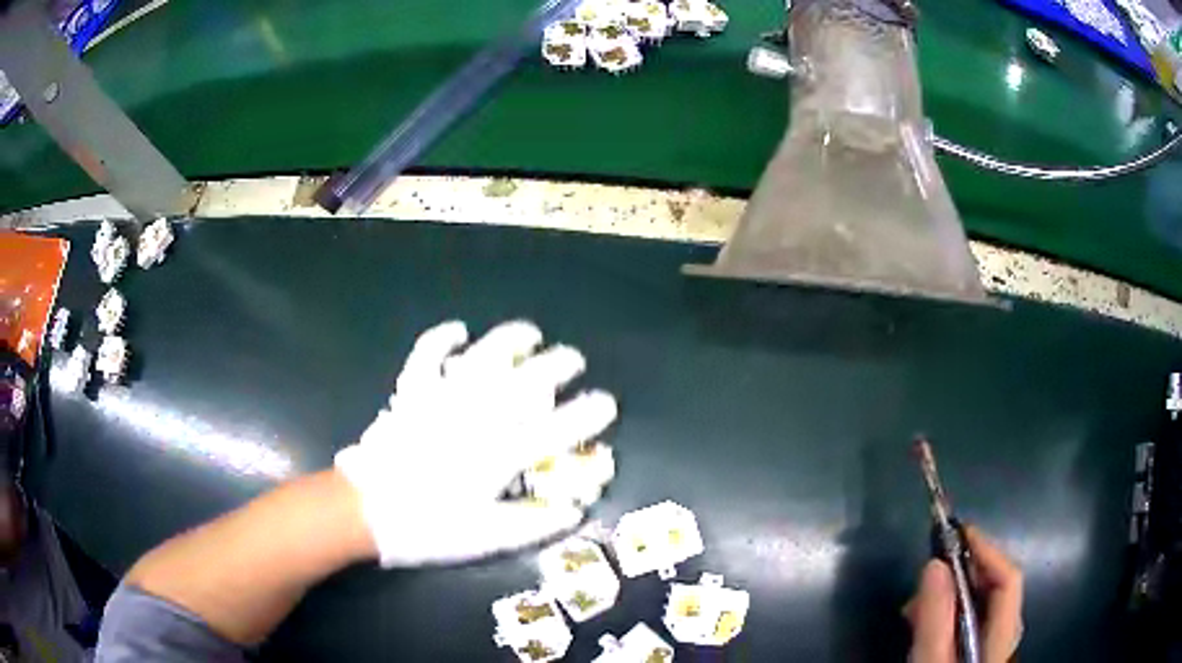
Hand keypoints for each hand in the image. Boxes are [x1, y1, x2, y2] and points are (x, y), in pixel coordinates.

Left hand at [335, 320, 617, 567]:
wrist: (363, 511)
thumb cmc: (427, 528)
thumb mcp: (486, 538)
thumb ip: (534, 524)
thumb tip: (575, 511)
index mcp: (498, 455)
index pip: (555, 429)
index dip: (587, 414)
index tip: (607, 403)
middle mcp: (476, 418)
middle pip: (525, 381)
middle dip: (557, 365)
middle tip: (573, 359)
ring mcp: (442, 400)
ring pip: (482, 357)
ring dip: (509, 340)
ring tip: (530, 333)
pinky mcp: (412, 394)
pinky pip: (427, 356)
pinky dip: (441, 339)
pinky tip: (458, 331)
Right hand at [905, 526, 1023, 662]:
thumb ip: (935, 621)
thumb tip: (935, 564)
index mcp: (1002, 638)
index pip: (1009, 581)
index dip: (988, 551)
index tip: (958, 533)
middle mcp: (1003, 637)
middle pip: (998, 590)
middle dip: (965, 572)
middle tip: (929, 572)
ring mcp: (990, 648)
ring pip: (982, 607)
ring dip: (953, 593)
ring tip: (918, 604)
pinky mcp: (974, 655)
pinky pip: (969, 622)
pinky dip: (949, 613)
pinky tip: (925, 623)